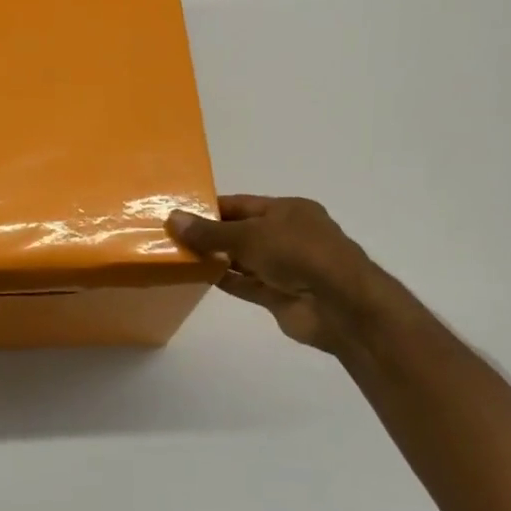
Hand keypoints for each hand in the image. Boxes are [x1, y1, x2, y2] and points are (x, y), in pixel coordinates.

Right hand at [166, 195, 384, 357]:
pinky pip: (246, 284)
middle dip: (209, 234)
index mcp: (288, 211)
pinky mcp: (279, 295)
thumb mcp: (250, 235)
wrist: (340, 305)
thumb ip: (210, 231)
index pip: (242, 204)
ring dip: (214, 258)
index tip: (178, 213)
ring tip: (177, 256)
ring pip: (242, 259)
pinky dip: (224, 280)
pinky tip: (196, 277)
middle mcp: (287, 236)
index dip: (211, 208)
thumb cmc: (299, 254)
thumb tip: (173, 218)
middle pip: (241, 231)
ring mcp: (284, 267)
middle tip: (170, 236)